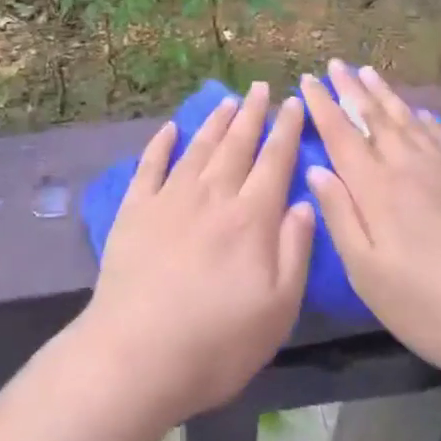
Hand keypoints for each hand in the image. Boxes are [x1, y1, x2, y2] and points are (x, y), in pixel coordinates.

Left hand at [78, 83, 316, 421]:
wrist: (138, 353)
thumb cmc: (218, 342)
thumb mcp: (278, 308)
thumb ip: (295, 250)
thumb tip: (305, 201)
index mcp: (251, 217)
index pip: (274, 161)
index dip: (286, 130)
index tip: (294, 102)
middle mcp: (212, 195)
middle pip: (237, 144)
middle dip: (252, 113)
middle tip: (260, 87)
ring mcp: (170, 197)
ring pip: (199, 147)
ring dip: (215, 122)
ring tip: (227, 100)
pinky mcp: (135, 209)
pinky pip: (150, 165)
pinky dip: (161, 143)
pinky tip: (169, 129)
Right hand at [300, 60, 440, 400]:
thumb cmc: (427, 306)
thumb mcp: (367, 273)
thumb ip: (339, 216)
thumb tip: (315, 170)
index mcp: (376, 187)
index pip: (341, 133)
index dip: (322, 104)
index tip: (308, 78)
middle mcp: (408, 166)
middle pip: (375, 117)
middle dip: (351, 88)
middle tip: (336, 63)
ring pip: (409, 119)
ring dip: (386, 94)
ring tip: (369, 72)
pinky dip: (427, 119)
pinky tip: (422, 113)